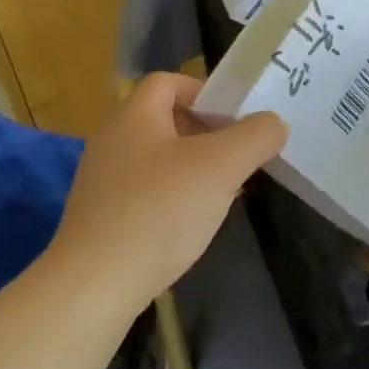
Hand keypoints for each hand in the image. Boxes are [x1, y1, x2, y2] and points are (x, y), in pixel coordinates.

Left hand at [47, 73, 286, 311]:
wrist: (94, 287)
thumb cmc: (160, 210)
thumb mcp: (223, 165)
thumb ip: (257, 135)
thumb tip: (274, 124)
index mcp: (134, 116)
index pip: (169, 82)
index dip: (206, 91)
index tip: (238, 118)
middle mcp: (113, 142)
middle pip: (167, 120)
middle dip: (209, 133)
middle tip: (241, 154)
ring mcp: (104, 183)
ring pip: (161, 159)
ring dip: (197, 168)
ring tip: (227, 190)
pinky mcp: (103, 220)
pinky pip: (148, 193)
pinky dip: (176, 198)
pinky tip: (196, 223)